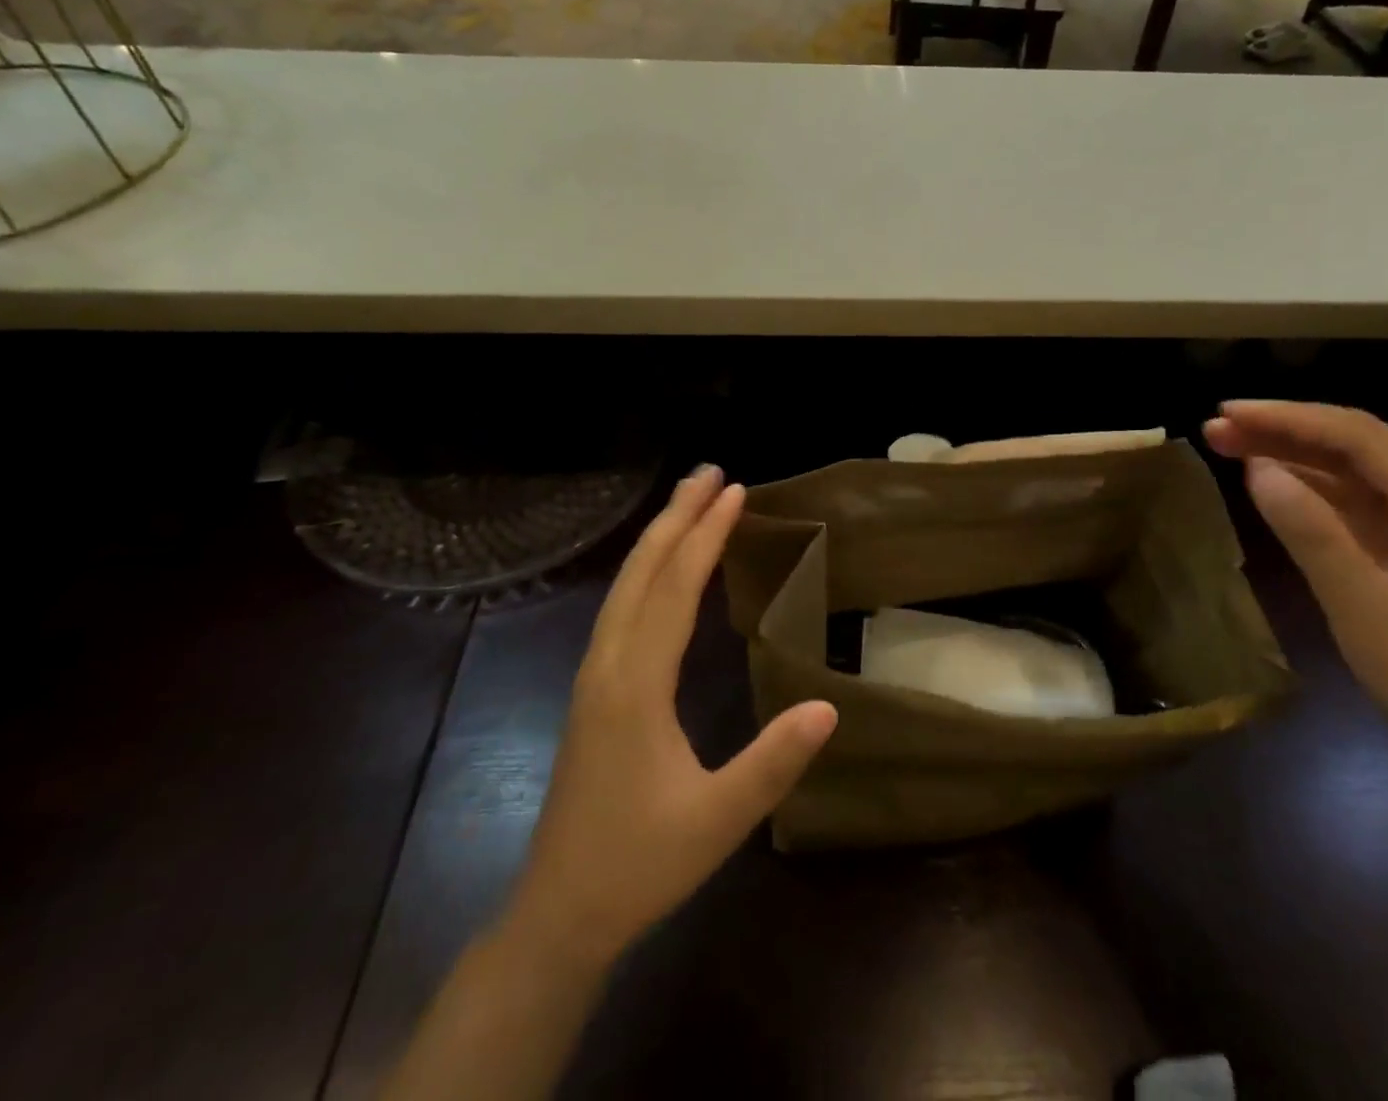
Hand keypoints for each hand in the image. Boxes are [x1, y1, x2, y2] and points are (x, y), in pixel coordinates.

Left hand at [505, 466, 837, 967]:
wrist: (559, 915)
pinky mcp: (592, 691)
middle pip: (641, 572)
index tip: (735, 491)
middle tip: (710, 473)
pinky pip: (620, 609)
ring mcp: (593, 677)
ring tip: (689, 503)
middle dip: (676, 517)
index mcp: (635, 685)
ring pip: (624, 587)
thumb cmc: (638, 865)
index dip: (707, 536)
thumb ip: (774, 762)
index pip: (675, 588)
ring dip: (658, 539)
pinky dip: (646, 571)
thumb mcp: (718, 821)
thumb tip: (829, 706)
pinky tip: (662, 572)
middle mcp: (607, 666)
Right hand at [1203, 401, 1387, 793]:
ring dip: (1294, 455)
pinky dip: (1312, 488)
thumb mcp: (1359, 603)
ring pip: (1356, 471)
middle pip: (1359, 446)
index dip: (1288, 418)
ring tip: (1230, 446)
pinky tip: (1272, 484)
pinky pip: (1359, 502)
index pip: (1360, 438)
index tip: (1226, 413)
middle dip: (1286, 430)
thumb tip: (1256, 467)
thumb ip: (1308, 529)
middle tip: (1217, 428)